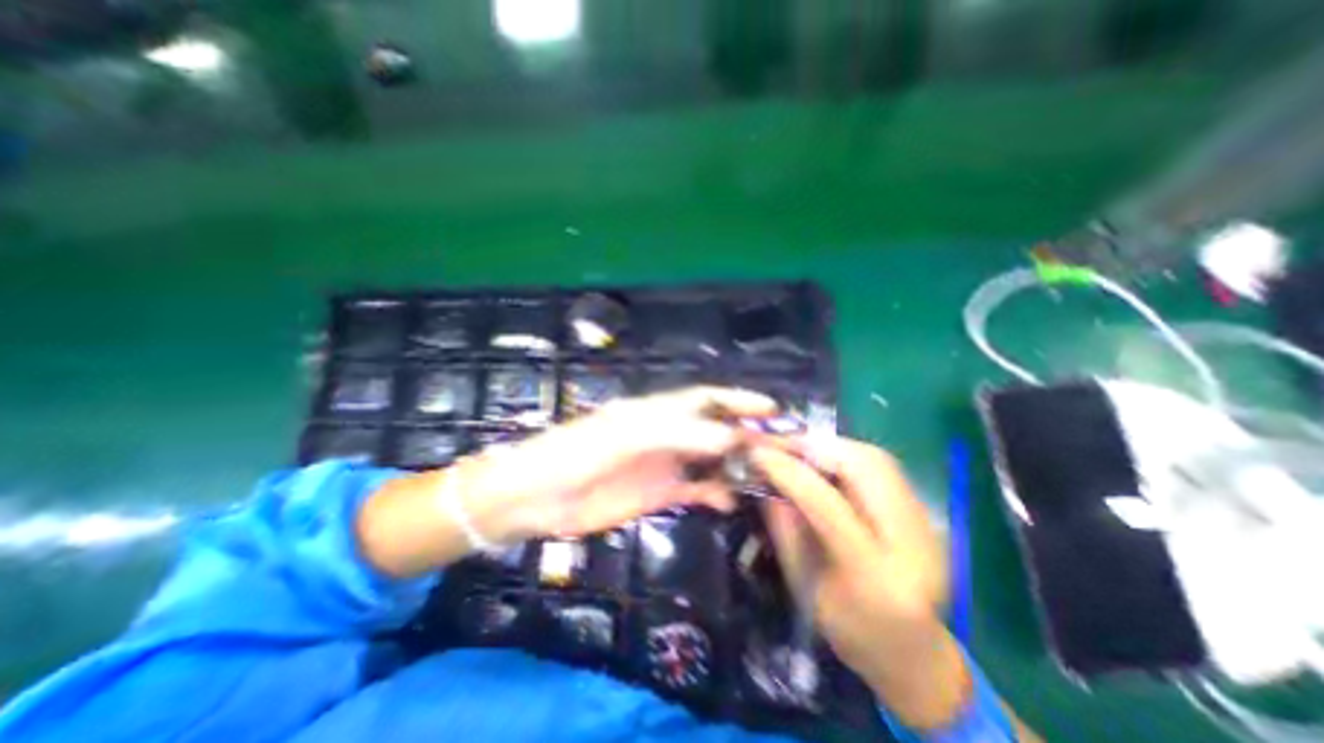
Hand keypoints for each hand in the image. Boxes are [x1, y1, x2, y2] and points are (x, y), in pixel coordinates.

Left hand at [463, 390, 776, 545]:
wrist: (539, 497)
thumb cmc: (578, 452)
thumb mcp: (628, 436)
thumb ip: (679, 434)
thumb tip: (731, 437)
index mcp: (656, 410)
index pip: (705, 399)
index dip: (737, 400)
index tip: (771, 408)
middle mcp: (666, 433)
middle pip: (714, 429)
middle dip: (747, 435)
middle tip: (783, 448)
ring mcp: (664, 464)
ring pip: (710, 460)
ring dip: (736, 465)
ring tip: (766, 476)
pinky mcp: (659, 494)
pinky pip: (696, 489)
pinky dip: (715, 492)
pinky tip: (731, 500)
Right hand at [750, 437, 970, 727]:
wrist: (915, 655)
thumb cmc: (850, 632)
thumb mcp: (804, 586)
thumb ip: (784, 528)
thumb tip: (763, 477)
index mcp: (875, 578)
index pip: (828, 505)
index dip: (788, 472)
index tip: (757, 452)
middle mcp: (913, 544)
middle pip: (864, 469)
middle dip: (814, 446)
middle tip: (778, 442)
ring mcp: (927, 524)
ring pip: (877, 458)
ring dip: (830, 445)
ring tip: (797, 447)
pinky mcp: (926, 511)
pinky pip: (883, 465)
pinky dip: (847, 453)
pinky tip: (824, 458)